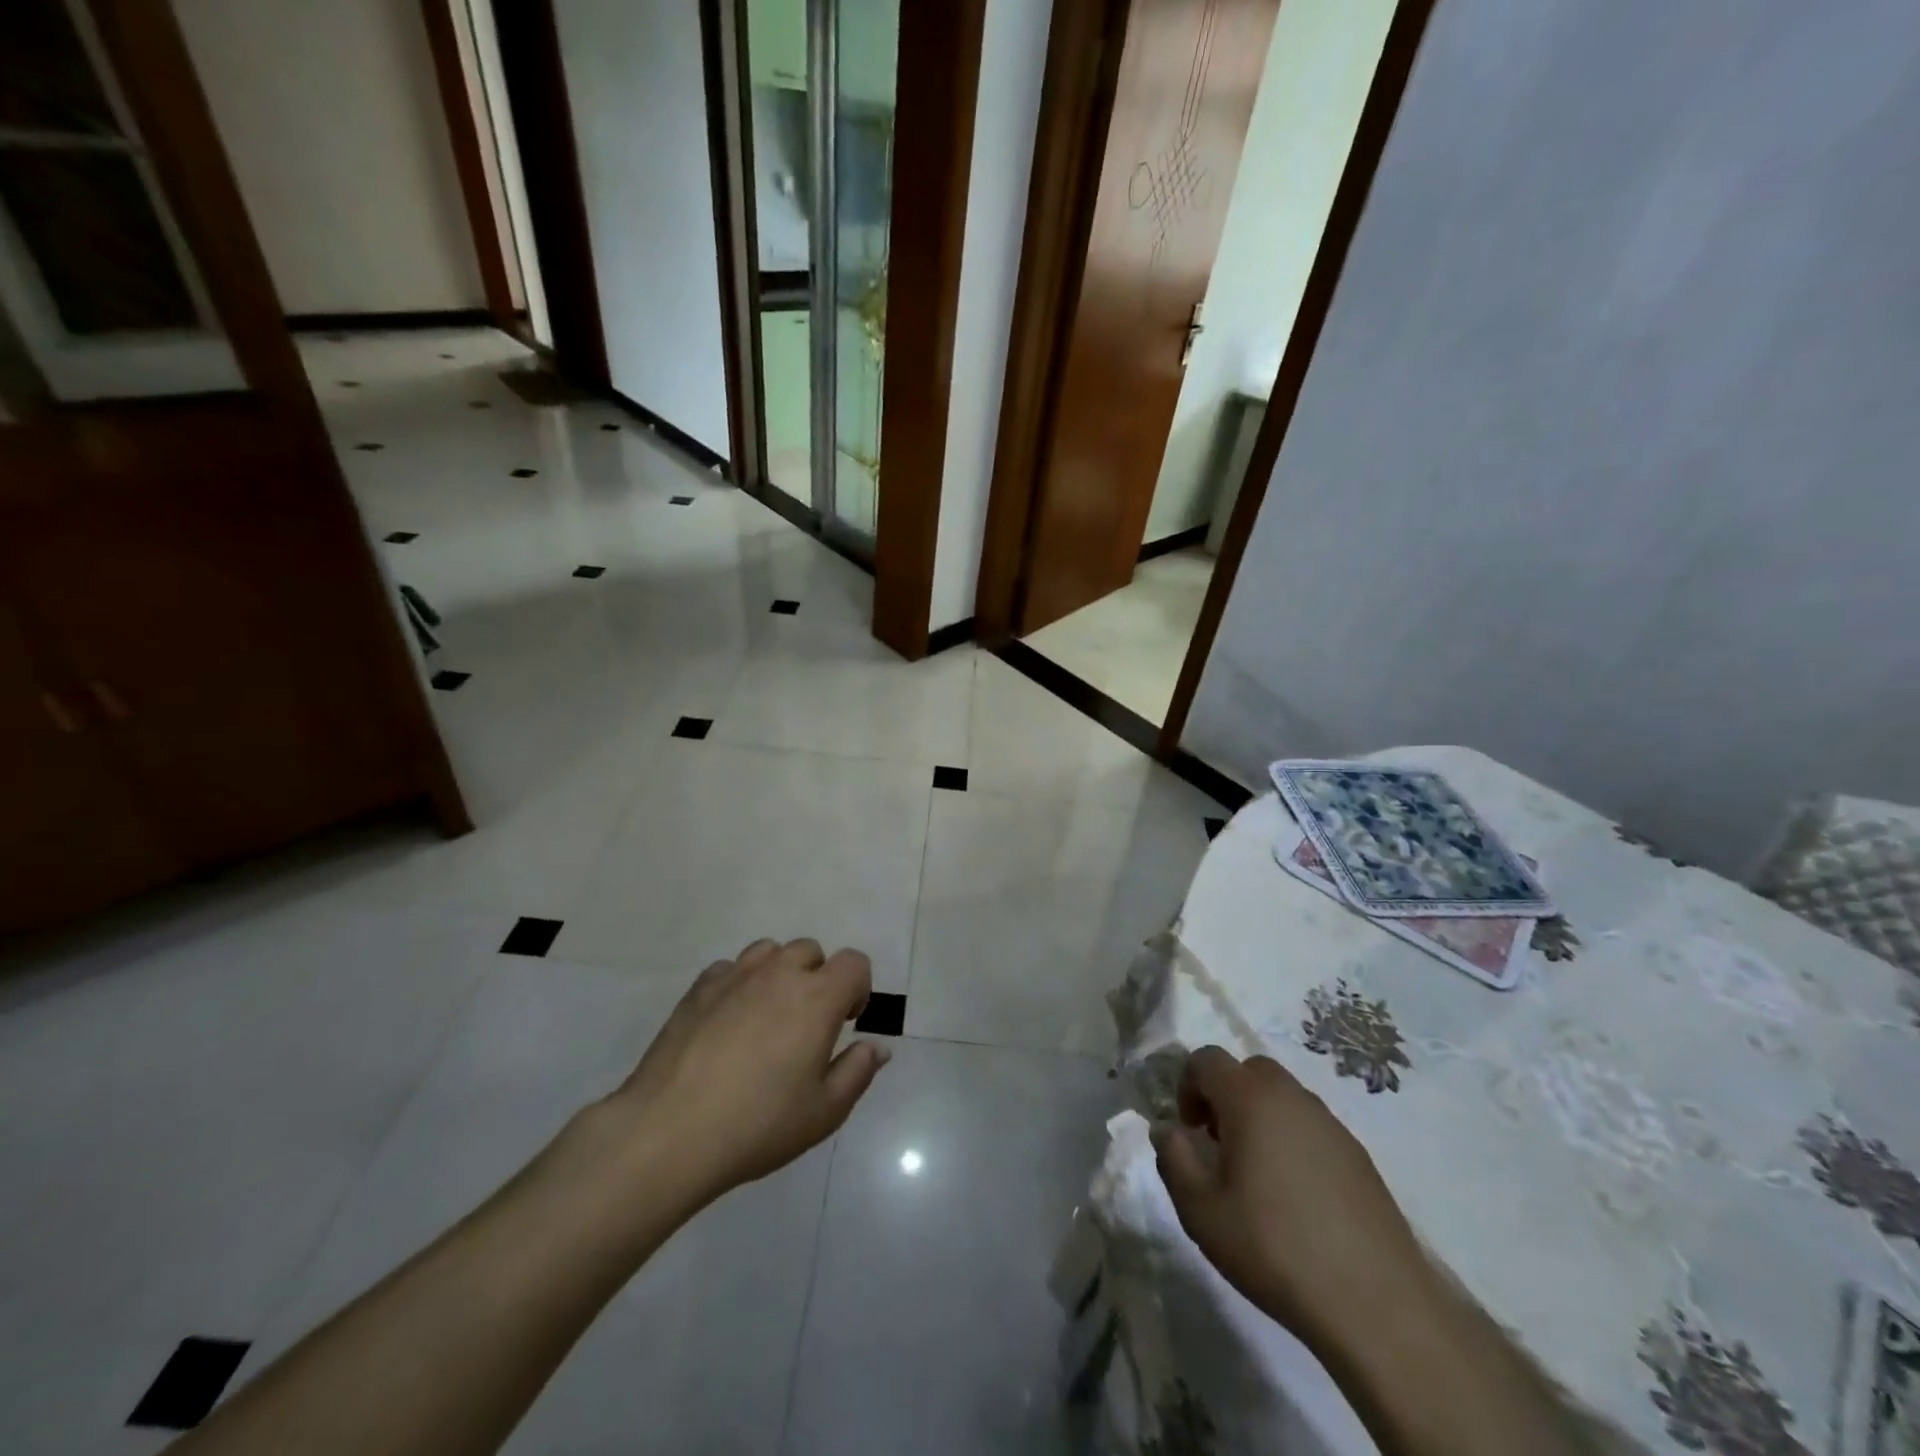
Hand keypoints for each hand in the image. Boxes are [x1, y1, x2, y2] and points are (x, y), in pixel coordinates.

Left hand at [590, 938, 889, 1207]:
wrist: (670, 1132)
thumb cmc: (758, 1124)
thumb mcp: (824, 1112)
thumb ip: (857, 1072)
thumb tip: (877, 1046)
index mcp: (818, 997)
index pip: (854, 962)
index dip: (858, 987)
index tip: (846, 1022)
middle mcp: (779, 974)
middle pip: (810, 951)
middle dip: (818, 978)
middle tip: (806, 1024)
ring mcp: (735, 976)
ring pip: (769, 952)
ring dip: (778, 973)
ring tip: (767, 1016)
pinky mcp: (699, 989)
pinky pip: (730, 969)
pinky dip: (739, 985)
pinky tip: (728, 1023)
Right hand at [1152, 1047, 1429, 1352]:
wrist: (1376, 1305)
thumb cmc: (1274, 1248)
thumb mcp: (1201, 1211)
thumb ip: (1174, 1159)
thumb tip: (1167, 1129)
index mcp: (1250, 1099)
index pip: (1207, 1059)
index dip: (1187, 1085)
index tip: (1189, 1131)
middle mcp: (1293, 1097)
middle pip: (1250, 1070)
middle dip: (1226, 1096)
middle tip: (1220, 1144)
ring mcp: (1332, 1125)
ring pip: (1284, 1097)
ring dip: (1261, 1117)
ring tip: (1257, 1174)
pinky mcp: (1359, 1156)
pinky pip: (1312, 1127)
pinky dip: (1293, 1141)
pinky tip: (1296, 1197)